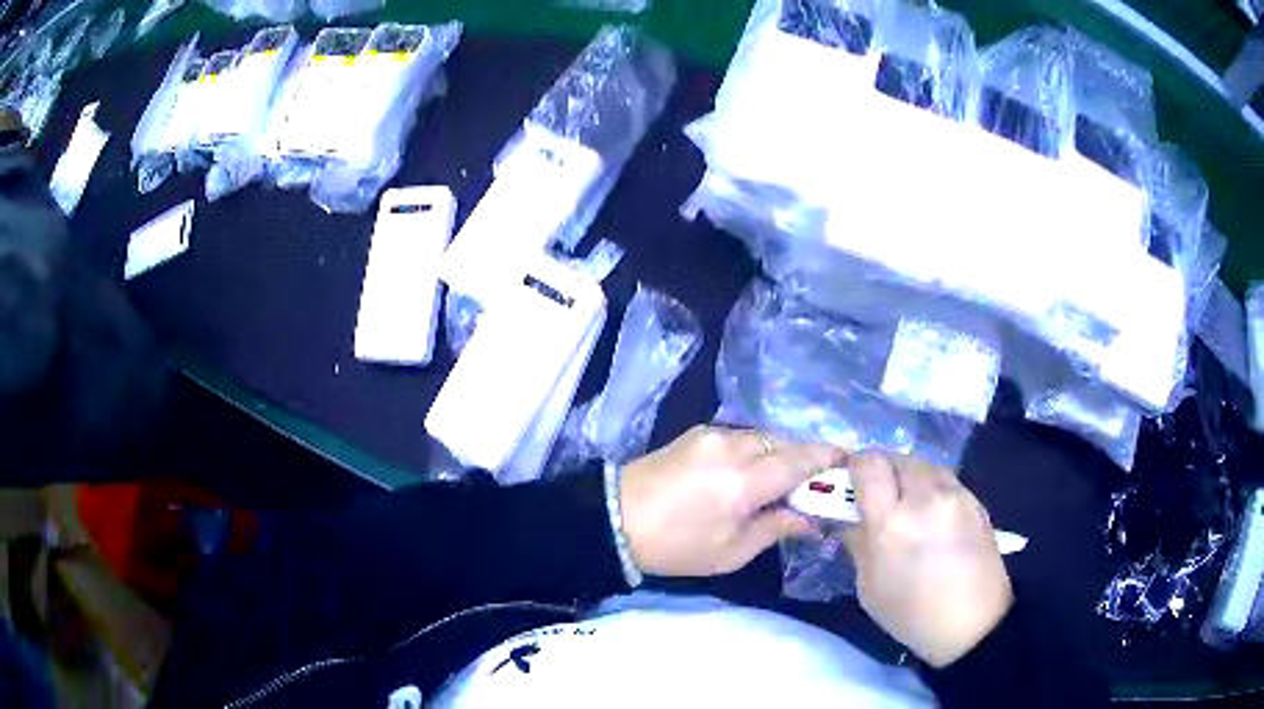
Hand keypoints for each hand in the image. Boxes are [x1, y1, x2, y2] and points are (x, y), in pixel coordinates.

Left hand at [620, 425, 843, 576]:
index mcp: (745, 480)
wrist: (614, 519)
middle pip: (786, 443)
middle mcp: (734, 446)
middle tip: (818, 482)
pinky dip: (758, 449)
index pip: (801, 460)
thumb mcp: (731, 552)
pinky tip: (753, 470)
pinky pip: (742, 435)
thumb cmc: (676, 547)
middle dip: (807, 459)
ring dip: (781, 453)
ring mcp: (714, 434)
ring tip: (785, 479)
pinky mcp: (697, 432)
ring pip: (765, 436)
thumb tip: (813, 520)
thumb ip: (777, 528)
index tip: (849, 464)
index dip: (829, 459)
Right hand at [841, 452, 1012, 667]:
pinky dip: (932, 487)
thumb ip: (857, 544)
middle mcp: (924, 498)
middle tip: (878, 495)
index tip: (850, 483)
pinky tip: (933, 514)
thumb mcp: (869, 587)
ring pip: (923, 464)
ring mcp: (955, 495)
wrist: (973, 623)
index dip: (855, 466)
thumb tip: (848, 519)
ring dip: (909, 476)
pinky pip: (946, 479)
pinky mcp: (975, 499)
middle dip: (882, 470)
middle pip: (897, 457)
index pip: (869, 464)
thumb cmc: (911, 614)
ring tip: (907, 503)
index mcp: (891, 523)